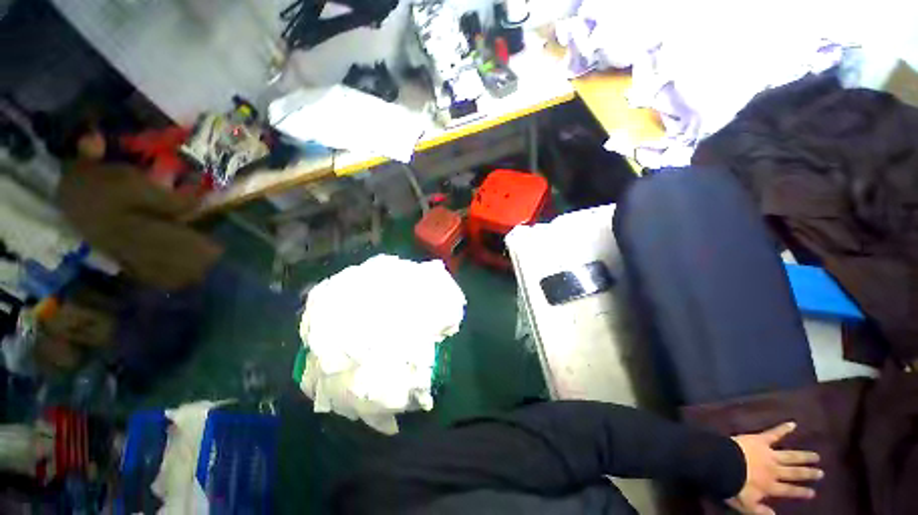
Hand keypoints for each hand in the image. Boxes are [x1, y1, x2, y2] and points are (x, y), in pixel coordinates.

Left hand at [728, 422, 822, 514]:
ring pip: (790, 456)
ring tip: (816, 456)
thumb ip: (760, 511)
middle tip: (821, 472)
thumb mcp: (745, 504)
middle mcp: (774, 471)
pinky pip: (773, 433)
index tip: (813, 492)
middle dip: (808, 473)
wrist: (721, 464)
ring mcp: (769, 454)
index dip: (801, 492)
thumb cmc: (732, 484)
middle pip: (794, 473)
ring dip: (803, 456)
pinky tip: (792, 423)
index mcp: (770, 487)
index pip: (789, 491)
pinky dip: (783, 428)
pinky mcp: (760, 440)